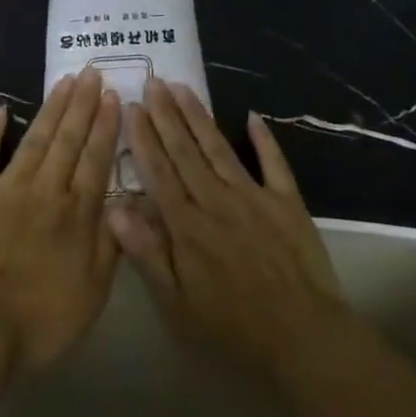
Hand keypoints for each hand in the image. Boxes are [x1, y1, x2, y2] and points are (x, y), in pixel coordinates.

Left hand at [0, 67, 121, 371]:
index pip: (96, 159)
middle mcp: (47, 189)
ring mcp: (8, 188)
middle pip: (68, 139)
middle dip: (82, 104)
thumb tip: (129, 206)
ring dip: (51, 108)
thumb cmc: (39, 319)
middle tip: (92, 72)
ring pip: (36, 138)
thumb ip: (111, 245)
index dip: (106, 126)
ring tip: (64, 81)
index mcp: (77, 213)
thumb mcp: (93, 293)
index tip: (114, 95)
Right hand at [108, 79, 347, 375]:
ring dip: (199, 116)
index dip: (144, 137)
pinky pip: (273, 162)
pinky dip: (264, 139)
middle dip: (166, 114)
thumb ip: (147, 253)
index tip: (132, 106)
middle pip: (186, 150)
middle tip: (154, 81)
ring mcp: (254, 195)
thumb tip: (114, 209)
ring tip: (183, 87)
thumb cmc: (233, 326)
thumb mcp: (178, 304)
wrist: (302, 335)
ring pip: (219, 148)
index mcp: (188, 225)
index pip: (159, 171)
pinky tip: (252, 115)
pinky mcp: (286, 201)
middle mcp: (216, 200)